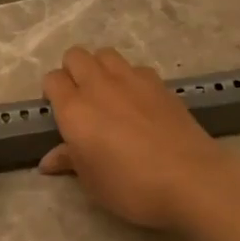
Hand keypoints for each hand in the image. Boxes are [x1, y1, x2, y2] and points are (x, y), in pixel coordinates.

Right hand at [39, 47, 234, 230]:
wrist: (190, 179)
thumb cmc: (131, 186)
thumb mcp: (92, 182)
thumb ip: (70, 161)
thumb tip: (49, 159)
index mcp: (75, 110)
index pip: (52, 80)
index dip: (53, 92)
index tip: (60, 112)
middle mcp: (99, 86)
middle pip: (76, 56)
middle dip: (73, 71)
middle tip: (81, 100)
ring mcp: (132, 79)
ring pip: (105, 54)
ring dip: (101, 68)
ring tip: (109, 94)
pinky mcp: (159, 83)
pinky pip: (135, 68)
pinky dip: (130, 78)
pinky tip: (139, 102)